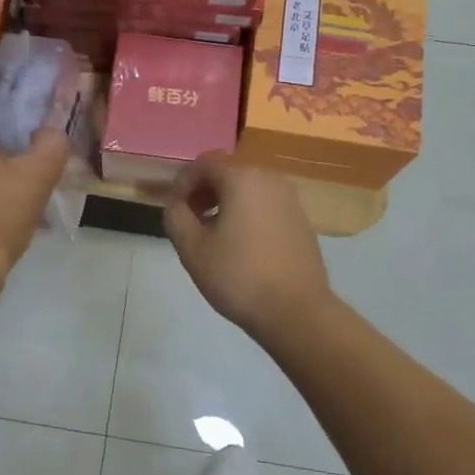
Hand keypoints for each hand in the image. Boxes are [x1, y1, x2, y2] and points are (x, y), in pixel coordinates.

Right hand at [163, 153, 333, 341]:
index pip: (204, 163)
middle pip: (227, 171)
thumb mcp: (192, 249)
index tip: (174, 209)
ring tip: (213, 234)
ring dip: (225, 201)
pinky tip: (240, 244)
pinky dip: (247, 212)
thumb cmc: (239, 277)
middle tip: (190, 219)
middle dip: (204, 190)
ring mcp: (290, 198)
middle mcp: (269, 179)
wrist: (296, 312)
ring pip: (248, 188)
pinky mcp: (301, 219)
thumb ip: (176, 216)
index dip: (183, 182)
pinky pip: (265, 204)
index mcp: (242, 178)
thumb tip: (178, 204)